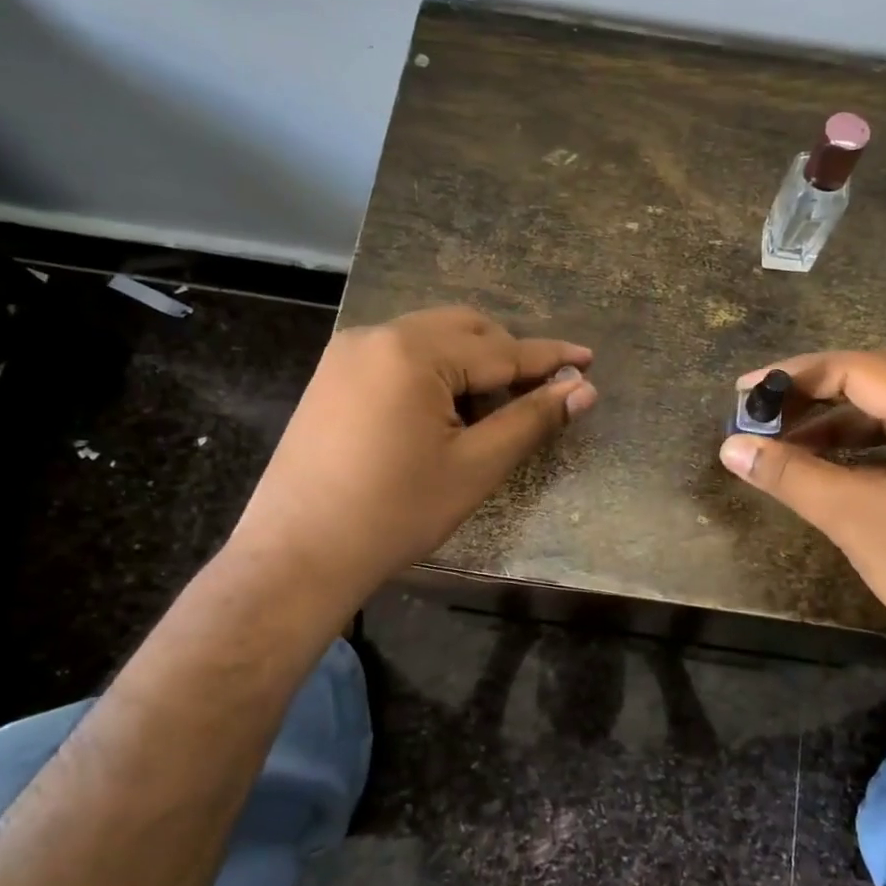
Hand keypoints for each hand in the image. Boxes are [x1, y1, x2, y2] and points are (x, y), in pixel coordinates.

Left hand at [228, 306, 596, 604]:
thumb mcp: (474, 467)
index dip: (549, 358)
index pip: (499, 349)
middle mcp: (377, 336)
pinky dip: (434, 372)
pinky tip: (444, 412)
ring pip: (430, 340)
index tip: (588, 359)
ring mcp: (348, 353)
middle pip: (464, 330)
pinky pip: (399, 356)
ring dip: (471, 363)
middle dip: (508, 355)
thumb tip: (583, 391)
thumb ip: (531, 420)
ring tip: (492, 410)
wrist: (297, 555)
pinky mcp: (332, 376)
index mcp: (413, 352)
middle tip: (540, 391)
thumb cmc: (395, 513)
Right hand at [718, 349, 885, 679]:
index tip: (745, 392)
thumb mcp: (857, 519)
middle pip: (879, 380)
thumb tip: (730, 447)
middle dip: (815, 394)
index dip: (796, 375)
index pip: (859, 367)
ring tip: (787, 444)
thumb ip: (790, 475)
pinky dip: (868, 445)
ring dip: (840, 422)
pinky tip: (834, 466)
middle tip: (763, 414)